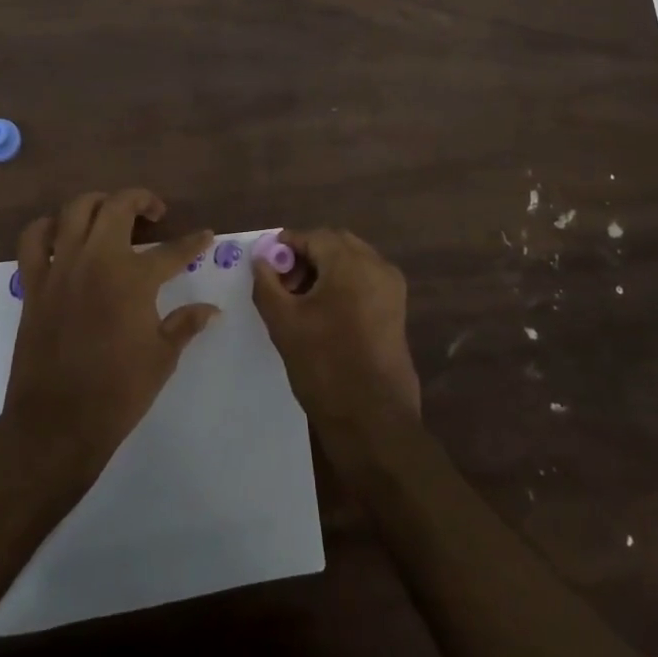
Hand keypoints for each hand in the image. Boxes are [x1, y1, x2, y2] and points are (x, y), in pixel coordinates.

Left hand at [2, 189, 218, 484]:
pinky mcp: (35, 283)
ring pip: (75, 209)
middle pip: (118, 206)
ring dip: (97, 204)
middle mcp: (97, 260)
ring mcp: (61, 267)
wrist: (57, 424)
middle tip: (155, 213)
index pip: (173, 250)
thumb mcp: (162, 358)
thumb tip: (212, 310)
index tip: (205, 235)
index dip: (194, 242)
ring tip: (110, 214)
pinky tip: (62, 235)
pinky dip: (47, 228)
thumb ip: (186, 324)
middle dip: (142, 200)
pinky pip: (33, 239)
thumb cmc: (118, 393)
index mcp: (134, 278)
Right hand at [252, 228, 420, 444]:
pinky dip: (343, 284)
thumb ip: (267, 283)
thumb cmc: (324, 365)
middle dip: (306, 256)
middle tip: (282, 283)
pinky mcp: (396, 310)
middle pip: (335, 244)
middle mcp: (377, 266)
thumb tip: (261, 259)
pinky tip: (324, 313)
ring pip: (352, 262)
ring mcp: (391, 288)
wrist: (373, 420)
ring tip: (300, 301)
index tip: (266, 265)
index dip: (286, 246)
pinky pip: (365, 281)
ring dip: (324, 270)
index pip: (313, 236)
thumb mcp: (284, 323)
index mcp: (351, 262)